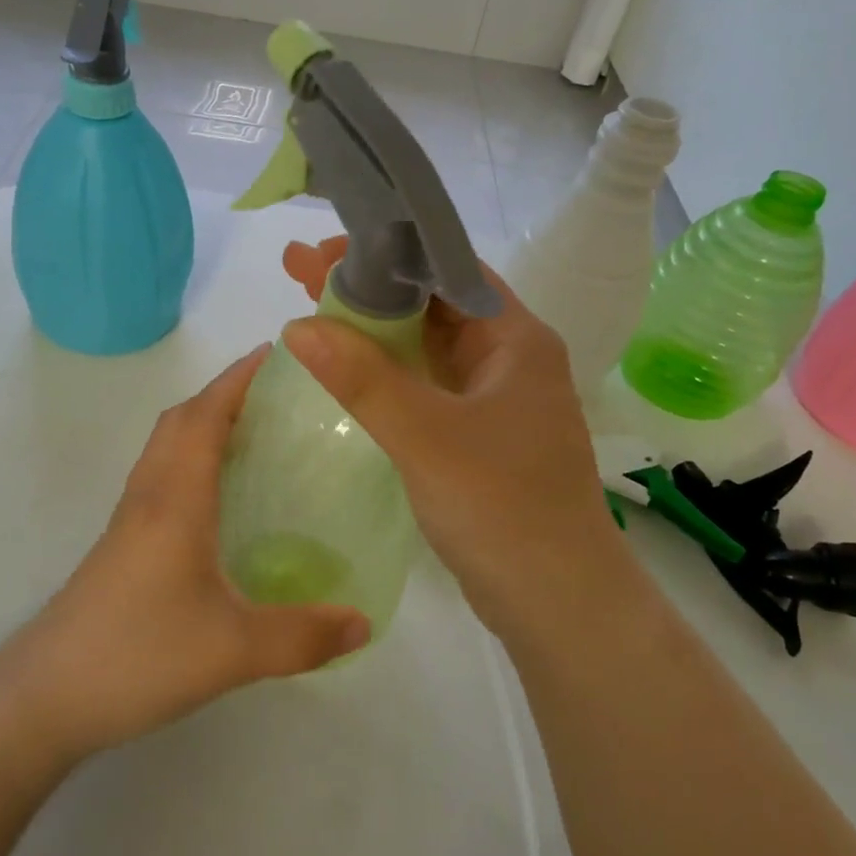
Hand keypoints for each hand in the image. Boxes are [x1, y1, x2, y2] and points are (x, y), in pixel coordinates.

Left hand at [3, 347, 369, 761]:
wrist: (45, 696)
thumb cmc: (138, 654)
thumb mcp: (233, 650)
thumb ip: (303, 636)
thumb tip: (365, 624)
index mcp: (176, 498)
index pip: (206, 415)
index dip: (238, 378)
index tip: (276, 352)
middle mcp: (150, 494)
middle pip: (182, 419)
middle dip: (224, 392)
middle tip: (275, 392)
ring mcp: (130, 518)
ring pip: (166, 445)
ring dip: (204, 421)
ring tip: (253, 431)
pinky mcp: (122, 543)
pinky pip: (161, 474)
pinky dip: (190, 456)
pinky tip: (217, 495)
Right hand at [280, 258, 619, 634]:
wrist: (556, 603)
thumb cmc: (501, 507)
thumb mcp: (426, 436)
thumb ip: (362, 379)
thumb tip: (298, 326)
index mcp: (516, 339)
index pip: (448, 269)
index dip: (386, 253)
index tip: (324, 252)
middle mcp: (509, 358)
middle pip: (432, 303)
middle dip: (368, 287)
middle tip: (300, 272)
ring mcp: (494, 397)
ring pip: (427, 345)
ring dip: (374, 328)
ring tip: (309, 310)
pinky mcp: (478, 433)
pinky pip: (426, 384)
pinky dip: (387, 371)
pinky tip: (346, 366)